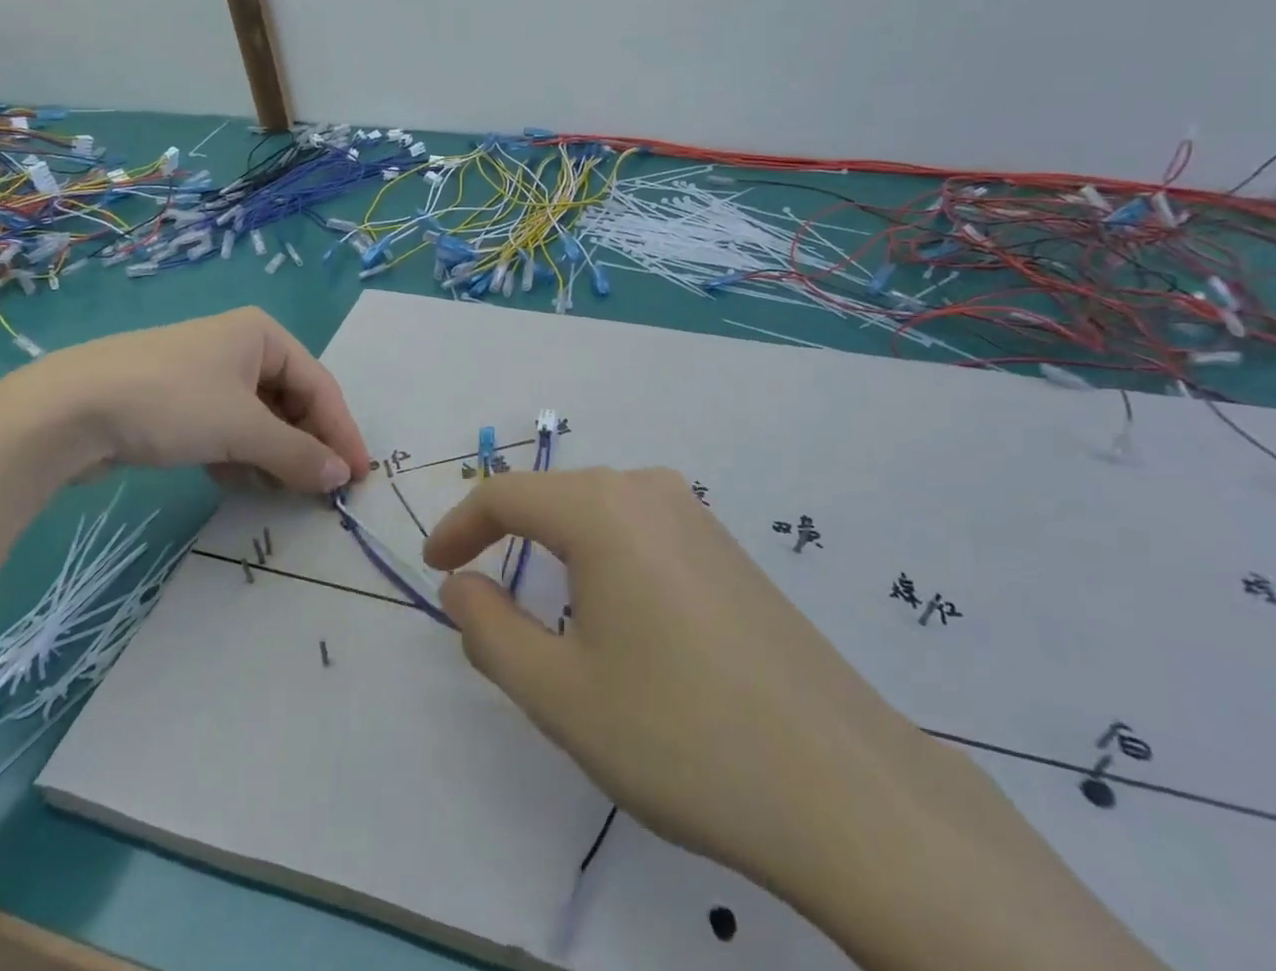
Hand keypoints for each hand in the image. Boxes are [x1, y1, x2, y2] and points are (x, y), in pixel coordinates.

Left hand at [13, 307, 370, 492]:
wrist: (65, 410)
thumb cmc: (171, 402)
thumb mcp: (242, 429)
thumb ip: (297, 454)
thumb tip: (341, 477)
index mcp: (263, 335)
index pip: (319, 387)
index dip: (341, 432)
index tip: (358, 477)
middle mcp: (240, 347)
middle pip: (291, 402)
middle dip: (306, 446)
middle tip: (322, 490)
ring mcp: (207, 375)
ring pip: (259, 420)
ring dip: (274, 456)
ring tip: (284, 492)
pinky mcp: (179, 403)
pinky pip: (228, 429)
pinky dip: (240, 456)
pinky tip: (241, 484)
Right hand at [424, 466, 926, 906]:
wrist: (841, 784)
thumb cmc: (679, 735)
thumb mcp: (560, 694)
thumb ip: (490, 631)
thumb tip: (459, 585)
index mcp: (603, 509)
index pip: (507, 495)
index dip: (460, 525)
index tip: (434, 567)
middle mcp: (650, 491)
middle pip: (556, 497)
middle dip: (506, 535)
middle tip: (477, 590)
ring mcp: (698, 516)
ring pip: (601, 512)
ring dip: (557, 547)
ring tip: (541, 608)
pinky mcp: (729, 549)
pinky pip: (643, 532)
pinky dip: (604, 557)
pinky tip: (617, 614)